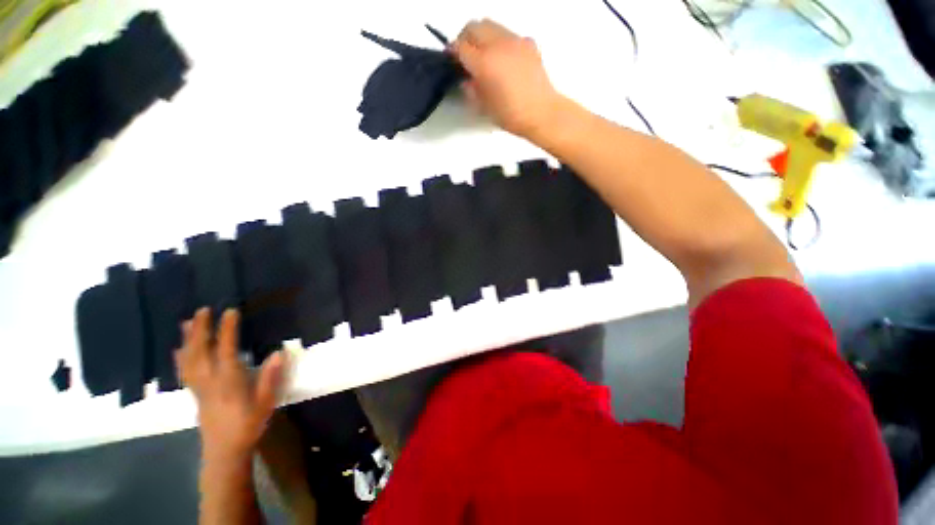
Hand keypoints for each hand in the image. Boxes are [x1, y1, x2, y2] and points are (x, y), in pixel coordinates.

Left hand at [176, 308, 285, 460]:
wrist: (224, 451)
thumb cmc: (248, 424)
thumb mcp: (266, 402)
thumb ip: (270, 378)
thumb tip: (279, 352)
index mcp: (228, 381)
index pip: (225, 350)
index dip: (227, 330)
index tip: (230, 311)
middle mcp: (209, 381)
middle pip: (200, 351)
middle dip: (201, 329)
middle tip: (203, 310)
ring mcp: (199, 387)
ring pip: (189, 359)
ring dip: (188, 339)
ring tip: (187, 322)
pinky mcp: (195, 394)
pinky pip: (185, 371)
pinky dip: (181, 357)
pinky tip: (179, 349)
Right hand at [452, 19, 564, 138]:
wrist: (542, 113)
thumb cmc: (511, 115)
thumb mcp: (485, 107)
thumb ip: (472, 90)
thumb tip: (467, 80)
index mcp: (484, 63)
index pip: (460, 46)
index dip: (452, 52)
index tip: (452, 60)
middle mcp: (498, 45)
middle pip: (474, 27)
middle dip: (465, 38)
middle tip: (466, 56)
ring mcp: (515, 40)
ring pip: (491, 25)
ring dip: (482, 36)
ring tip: (485, 56)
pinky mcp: (528, 43)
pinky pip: (508, 34)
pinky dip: (500, 41)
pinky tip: (504, 60)